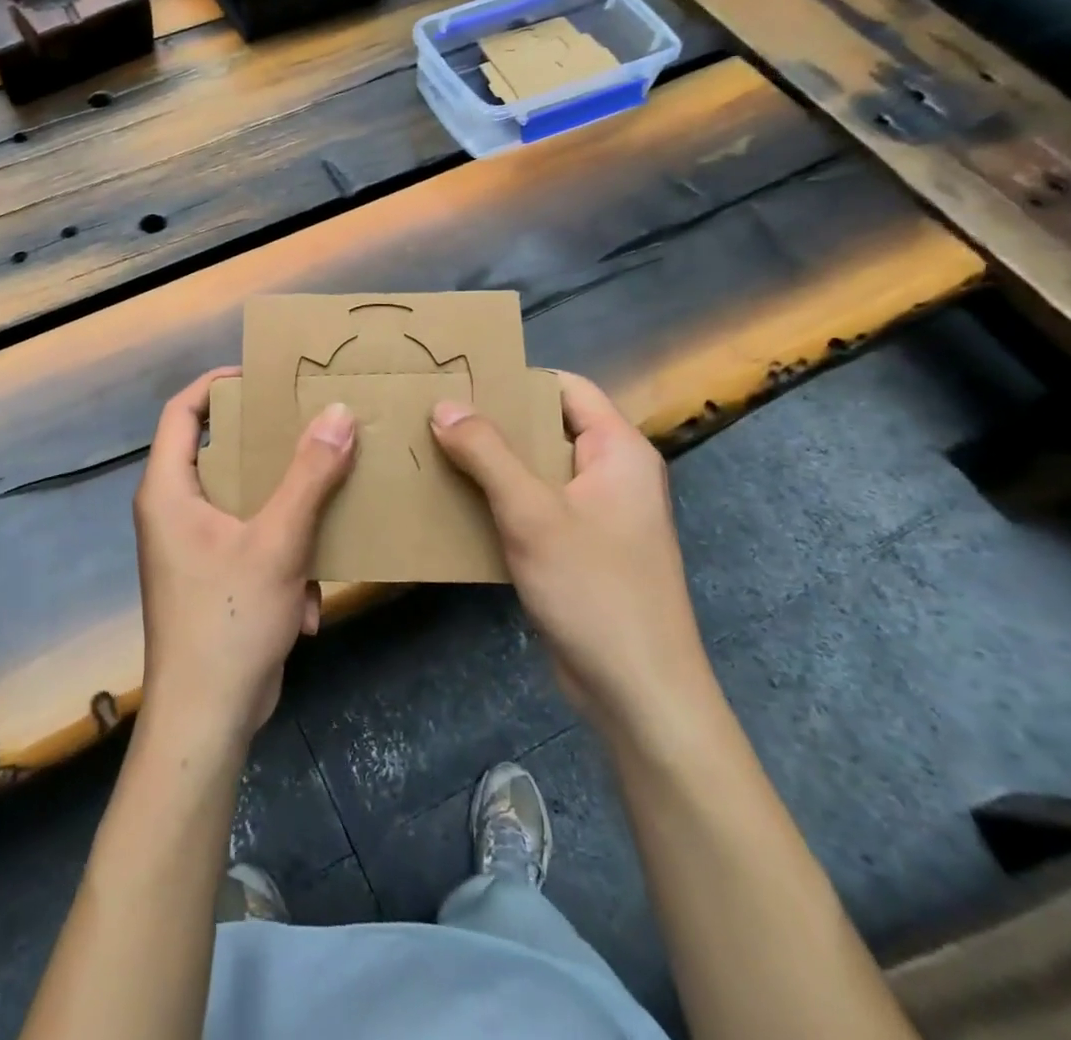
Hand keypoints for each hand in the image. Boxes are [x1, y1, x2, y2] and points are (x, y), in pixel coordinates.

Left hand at [132, 368, 355, 744]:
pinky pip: (251, 545)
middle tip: (310, 427)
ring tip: (325, 510)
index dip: (216, 385)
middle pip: (218, 453)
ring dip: (286, 515)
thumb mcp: (278, 541)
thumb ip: (310, 475)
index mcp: (168, 490)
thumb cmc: (230, 619)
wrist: (206, 719)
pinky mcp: (212, 579)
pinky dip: (281, 563)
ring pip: (243, 502)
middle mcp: (173, 511)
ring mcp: (192, 548)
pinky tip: (305, 601)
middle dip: (267, 447)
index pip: (182, 412)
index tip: (262, 376)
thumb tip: (338, 413)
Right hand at [430, 372, 712, 738]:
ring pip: (536, 471)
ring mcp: (597, 514)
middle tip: (433, 414)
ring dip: (490, 464)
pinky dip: (499, 501)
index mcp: (618, 450)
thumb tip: (443, 404)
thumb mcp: (532, 513)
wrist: (638, 692)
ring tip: (433, 452)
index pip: (566, 388)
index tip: (460, 378)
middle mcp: (612, 474)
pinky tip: (455, 504)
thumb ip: (487, 453)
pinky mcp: (580, 549)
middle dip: (493, 423)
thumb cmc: (594, 588)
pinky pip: (535, 508)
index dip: (516, 379)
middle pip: (547, 428)